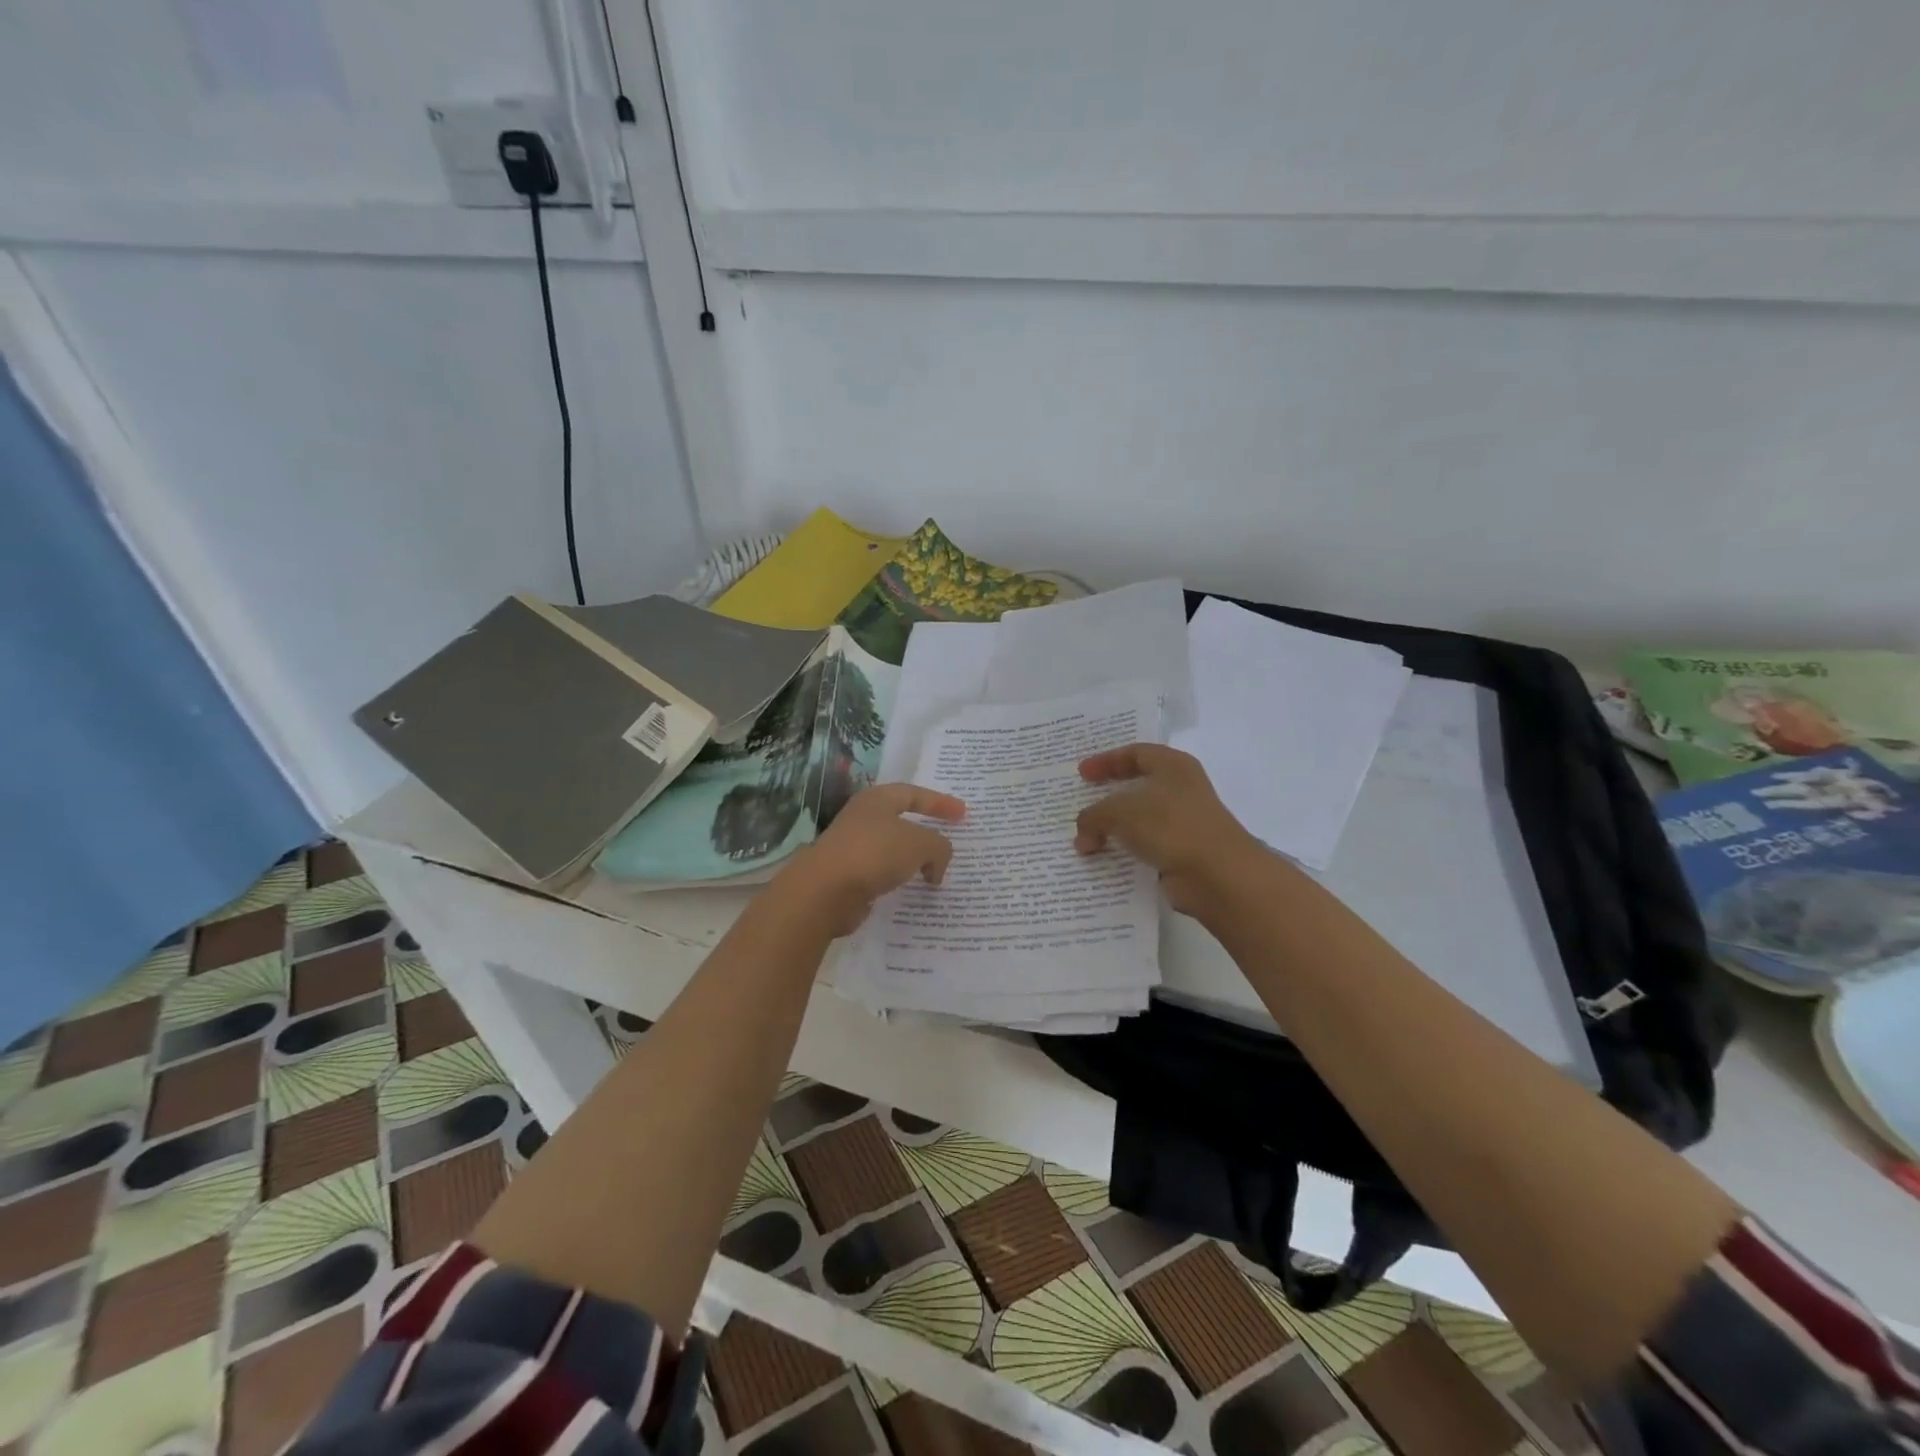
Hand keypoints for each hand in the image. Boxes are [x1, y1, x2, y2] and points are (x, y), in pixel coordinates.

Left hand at [773, 784, 966, 938]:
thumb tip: (936, 865)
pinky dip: (899, 877)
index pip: (914, 794)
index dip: (940, 803)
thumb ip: (939, 847)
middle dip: (925, 830)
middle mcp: (862, 818)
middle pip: (900, 820)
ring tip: (933, 870)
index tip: (963, 814)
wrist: (824, 891)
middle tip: (947, 839)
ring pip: (890, 848)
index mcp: (877, 800)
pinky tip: (911, 889)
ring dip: (912, 858)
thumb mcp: (920, 844)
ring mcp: (851, 847)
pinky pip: (881, 872)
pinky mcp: (847, 875)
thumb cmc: (874, 854)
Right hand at [1075, 744, 1265, 916]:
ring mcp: (1184, 823)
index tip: (1081, 774)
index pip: (1135, 753)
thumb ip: (1093, 816)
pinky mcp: (1182, 852)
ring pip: (1140, 819)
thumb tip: (1083, 837)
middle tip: (1082, 802)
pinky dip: (1125, 851)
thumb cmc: (1170, 825)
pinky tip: (1104, 859)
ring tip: (1085, 838)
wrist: (1217, 875)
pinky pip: (1145, 846)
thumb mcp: (1119, 812)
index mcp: (1173, 766)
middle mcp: (1181, 790)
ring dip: (1113, 828)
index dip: (1106, 761)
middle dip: (1107, 796)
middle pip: (1137, 786)